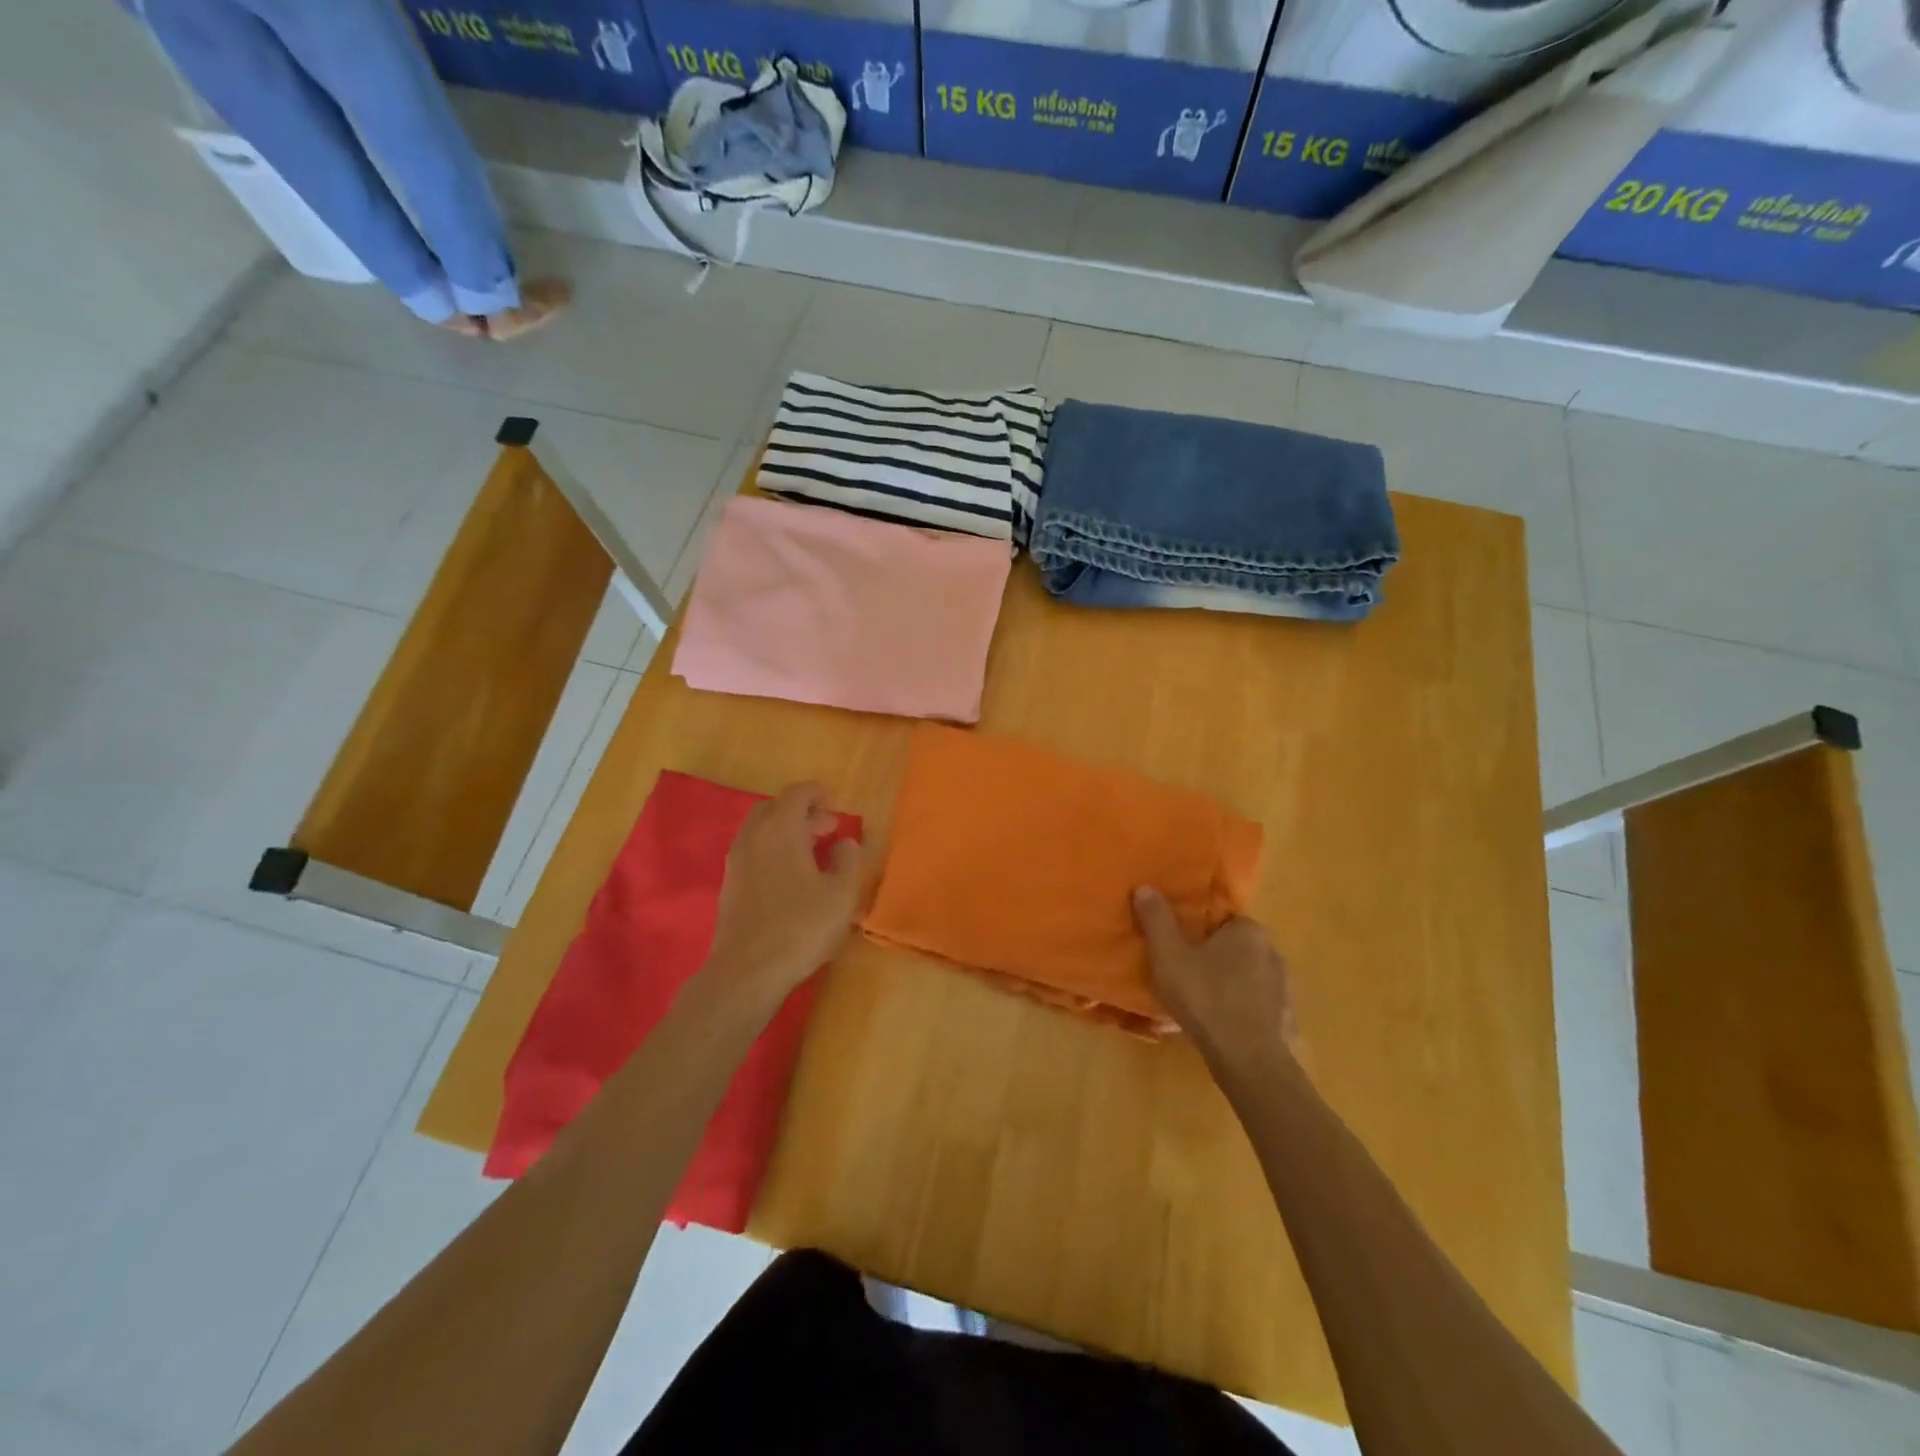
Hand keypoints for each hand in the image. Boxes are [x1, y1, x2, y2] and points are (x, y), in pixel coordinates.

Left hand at [706, 782, 865, 998]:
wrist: (747, 971)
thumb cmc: (800, 927)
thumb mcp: (841, 894)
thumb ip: (848, 860)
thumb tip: (846, 842)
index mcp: (781, 830)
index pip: (796, 793)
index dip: (816, 793)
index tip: (834, 804)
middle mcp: (753, 838)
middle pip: (774, 808)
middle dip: (801, 812)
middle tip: (826, 830)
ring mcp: (736, 862)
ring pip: (760, 831)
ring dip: (785, 832)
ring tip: (811, 854)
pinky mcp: (729, 885)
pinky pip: (752, 852)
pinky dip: (771, 851)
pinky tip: (789, 878)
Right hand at [1133, 886, 1296, 1070]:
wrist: (1249, 1060)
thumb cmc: (1206, 997)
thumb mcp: (1169, 955)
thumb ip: (1156, 920)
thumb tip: (1144, 887)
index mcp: (1248, 931)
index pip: (1221, 919)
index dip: (1197, 930)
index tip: (1178, 944)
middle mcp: (1272, 952)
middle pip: (1233, 948)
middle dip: (1210, 958)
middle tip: (1182, 973)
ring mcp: (1283, 989)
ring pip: (1244, 978)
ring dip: (1224, 986)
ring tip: (1196, 1003)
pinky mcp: (1284, 1020)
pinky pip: (1253, 1006)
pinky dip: (1237, 1011)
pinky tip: (1217, 1026)